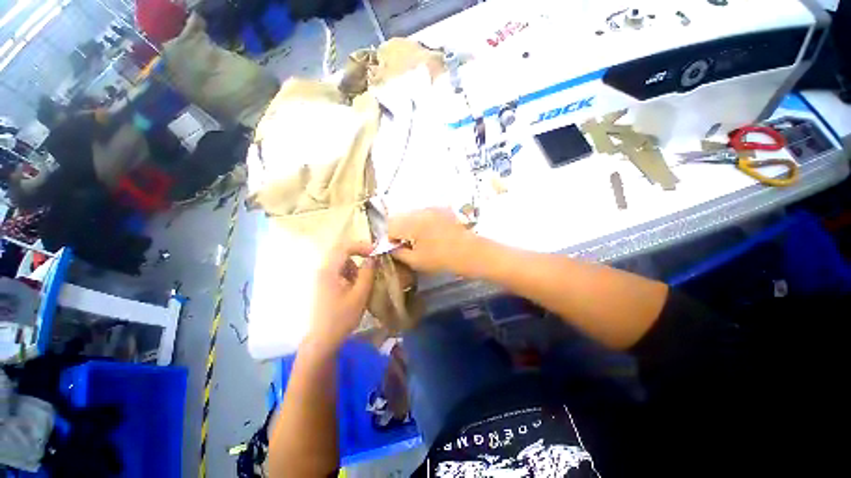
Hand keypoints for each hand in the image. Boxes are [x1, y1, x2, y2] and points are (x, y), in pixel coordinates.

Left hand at [307, 241, 374, 350]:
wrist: (322, 340)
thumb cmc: (342, 318)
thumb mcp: (360, 295)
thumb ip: (367, 273)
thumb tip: (373, 258)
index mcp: (329, 270)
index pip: (344, 247)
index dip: (362, 246)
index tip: (376, 252)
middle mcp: (323, 270)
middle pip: (342, 252)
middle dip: (359, 254)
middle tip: (374, 261)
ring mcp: (322, 278)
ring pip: (341, 262)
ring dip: (355, 265)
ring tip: (365, 279)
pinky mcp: (324, 285)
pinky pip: (339, 271)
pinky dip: (350, 274)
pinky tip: (356, 287)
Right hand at [388, 208, 477, 274]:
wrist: (471, 252)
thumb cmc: (442, 259)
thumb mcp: (416, 261)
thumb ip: (398, 253)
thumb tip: (390, 248)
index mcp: (412, 222)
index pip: (389, 226)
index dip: (388, 239)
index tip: (393, 249)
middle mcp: (420, 211)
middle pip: (399, 218)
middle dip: (396, 230)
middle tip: (402, 244)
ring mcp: (431, 208)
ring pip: (410, 214)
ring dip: (407, 225)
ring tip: (415, 240)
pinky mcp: (441, 209)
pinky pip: (423, 213)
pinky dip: (419, 222)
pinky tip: (427, 234)